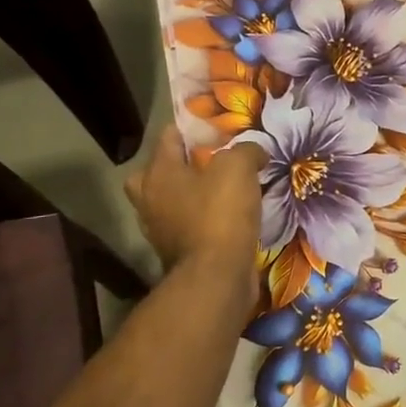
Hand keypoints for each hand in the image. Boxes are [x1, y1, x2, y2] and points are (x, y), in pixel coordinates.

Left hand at [125, 130, 266, 283]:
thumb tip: (254, 152)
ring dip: (194, 195)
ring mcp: (161, 230)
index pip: (168, 136)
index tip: (219, 128)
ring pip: (173, 202)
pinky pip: (190, 226)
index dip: (193, 128)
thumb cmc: (220, 214)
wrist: (217, 278)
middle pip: (158, 172)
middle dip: (181, 165)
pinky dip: (205, 220)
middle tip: (211, 163)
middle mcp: (151, 199)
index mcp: (158, 173)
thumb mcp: (238, 167)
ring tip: (226, 190)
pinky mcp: (179, 253)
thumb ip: (246, 150)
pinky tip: (231, 218)